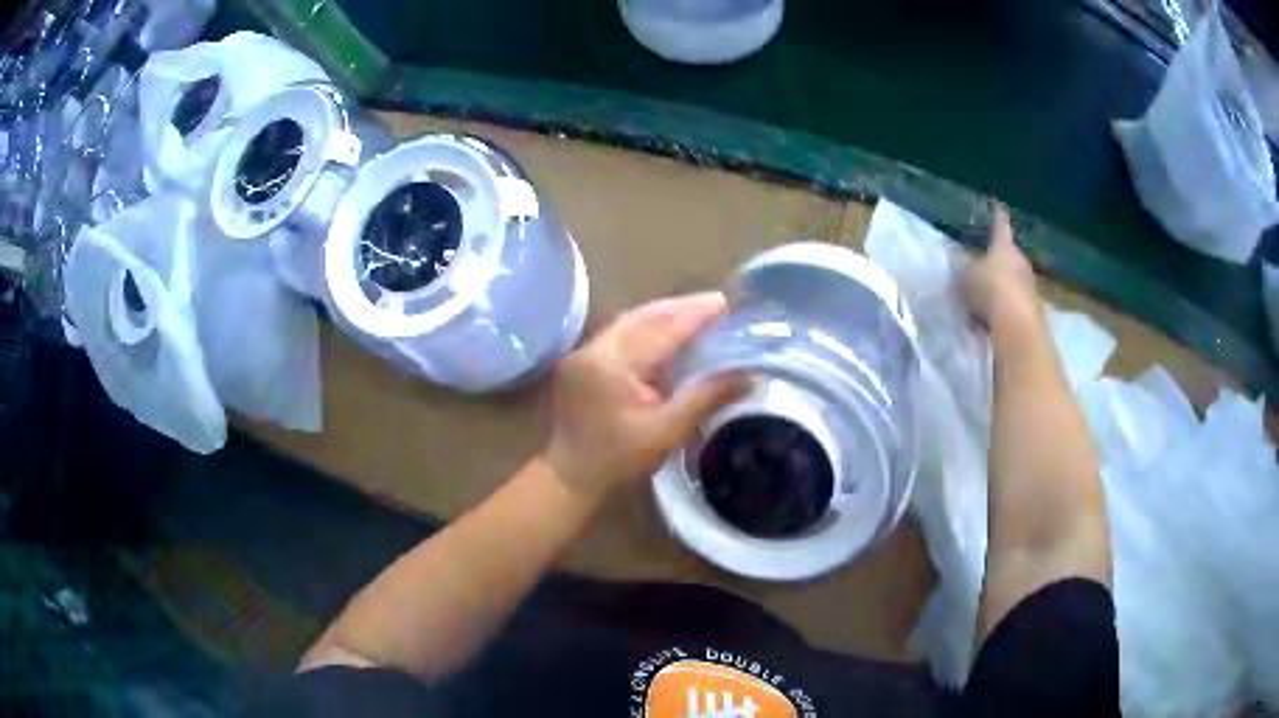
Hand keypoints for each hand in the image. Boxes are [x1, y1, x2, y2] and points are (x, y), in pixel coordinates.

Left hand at [544, 292, 749, 501]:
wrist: (570, 474)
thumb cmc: (619, 459)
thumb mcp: (667, 431)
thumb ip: (705, 398)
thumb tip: (748, 376)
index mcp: (611, 364)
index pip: (659, 329)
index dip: (693, 314)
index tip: (723, 303)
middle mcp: (594, 348)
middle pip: (642, 317)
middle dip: (680, 308)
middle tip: (714, 304)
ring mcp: (584, 351)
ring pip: (629, 322)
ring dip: (663, 315)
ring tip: (696, 312)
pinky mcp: (582, 358)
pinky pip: (619, 333)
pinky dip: (646, 329)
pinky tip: (666, 331)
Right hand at [961, 201, 1040, 329]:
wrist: (1017, 324)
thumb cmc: (989, 290)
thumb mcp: (966, 278)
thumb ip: (963, 271)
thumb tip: (959, 265)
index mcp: (1003, 245)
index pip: (1000, 224)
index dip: (997, 214)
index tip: (997, 203)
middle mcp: (1020, 259)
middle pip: (1010, 253)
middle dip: (1000, 257)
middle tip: (987, 262)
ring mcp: (1030, 283)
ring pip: (1016, 276)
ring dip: (1006, 282)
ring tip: (992, 293)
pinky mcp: (1035, 306)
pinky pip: (1020, 298)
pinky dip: (1011, 302)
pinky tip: (1000, 314)